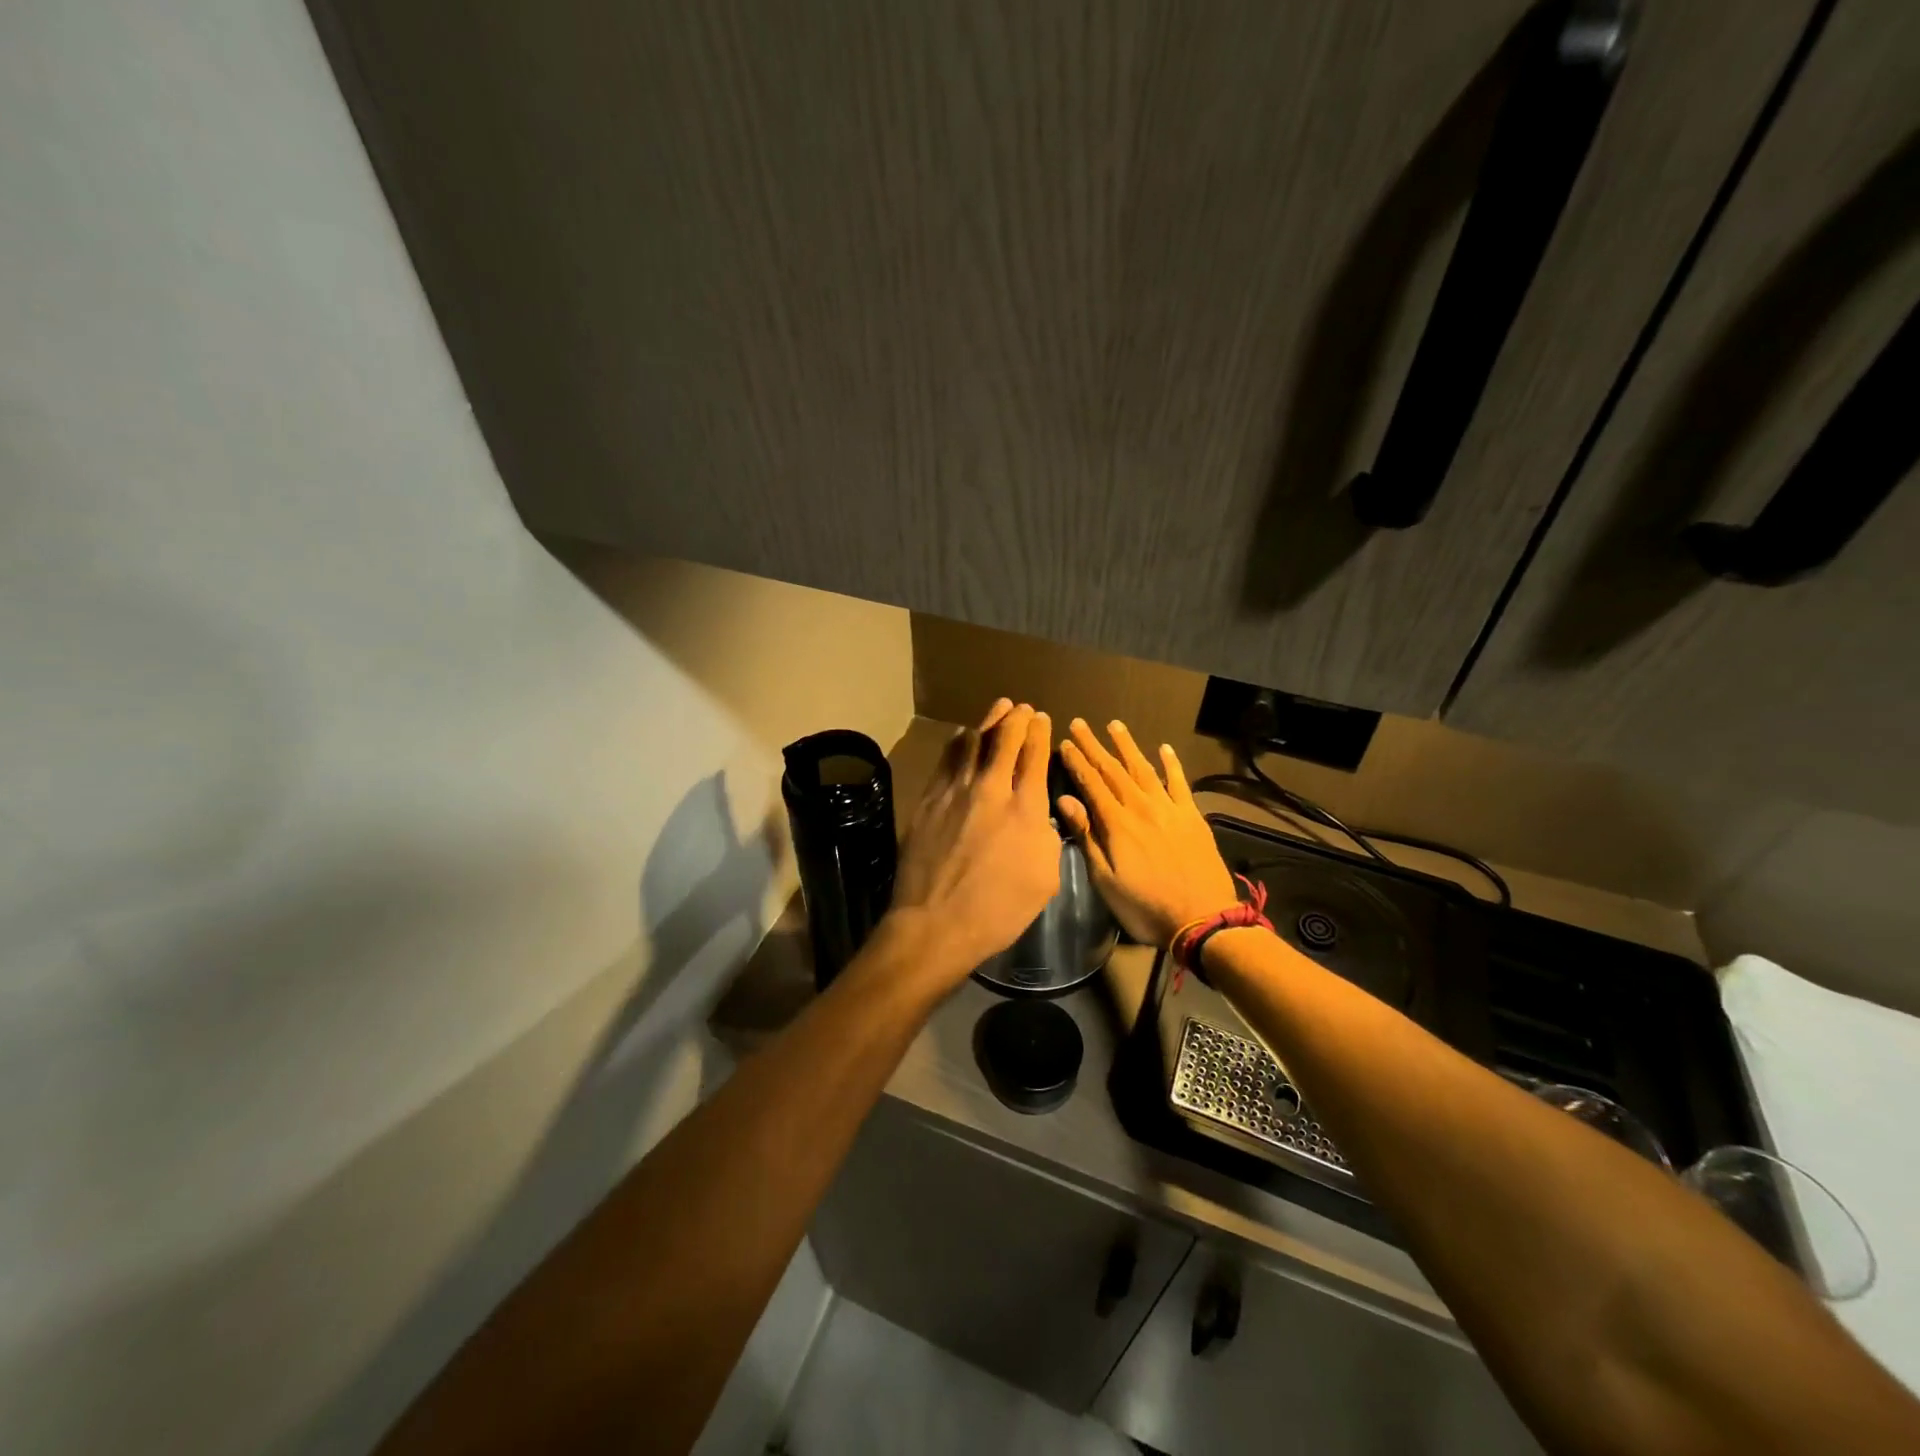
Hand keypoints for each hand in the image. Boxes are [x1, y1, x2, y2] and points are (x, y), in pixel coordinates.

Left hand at [886, 700, 1061, 990]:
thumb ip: (1046, 837)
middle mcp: (991, 789)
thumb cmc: (999, 910)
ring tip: (999, 707)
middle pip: (1005, 739)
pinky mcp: (928, 800)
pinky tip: (962, 735)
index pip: (1035, 756)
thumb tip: (1037, 816)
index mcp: (1026, 807)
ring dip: (989, 722)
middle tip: (1022, 709)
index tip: (1042, 719)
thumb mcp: (1045, 878)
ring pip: (974, 742)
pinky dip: (959, 742)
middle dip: (1017, 719)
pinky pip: (946, 760)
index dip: (1040, 732)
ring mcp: (955, 791)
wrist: (936, 923)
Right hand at [1057, 719, 1237, 947]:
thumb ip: (1087, 836)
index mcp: (1117, 823)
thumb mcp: (1105, 879)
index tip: (1064, 741)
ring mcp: (1169, 809)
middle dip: (1095, 746)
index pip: (1091, 784)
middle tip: (1080, 723)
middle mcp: (1141, 807)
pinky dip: (1172, 764)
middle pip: (1113, 770)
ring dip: (1128, 746)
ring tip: (1115, 725)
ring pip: (1144, 769)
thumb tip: (1065, 800)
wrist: (1202, 918)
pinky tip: (1164, 748)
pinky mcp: (1192, 816)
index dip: (1076, 761)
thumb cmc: (1145, 905)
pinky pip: (1180, 783)